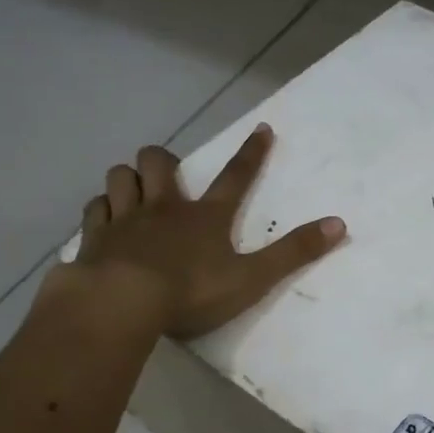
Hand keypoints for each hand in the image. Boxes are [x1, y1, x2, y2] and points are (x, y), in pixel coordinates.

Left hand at [59, 124, 345, 338]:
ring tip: (134, 190)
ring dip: (128, 179)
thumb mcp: (252, 277)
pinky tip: (103, 221)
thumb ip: (294, 252)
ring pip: (121, 178)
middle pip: (159, 164)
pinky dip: (100, 211)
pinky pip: (94, 210)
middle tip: (170, 172)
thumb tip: (339, 224)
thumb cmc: (191, 292)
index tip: (263, 129)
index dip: (252, 153)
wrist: (121, 303)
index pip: (236, 177)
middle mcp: (164, 208)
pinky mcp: (94, 239)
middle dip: (164, 161)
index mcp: (206, 217)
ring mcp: (125, 220)